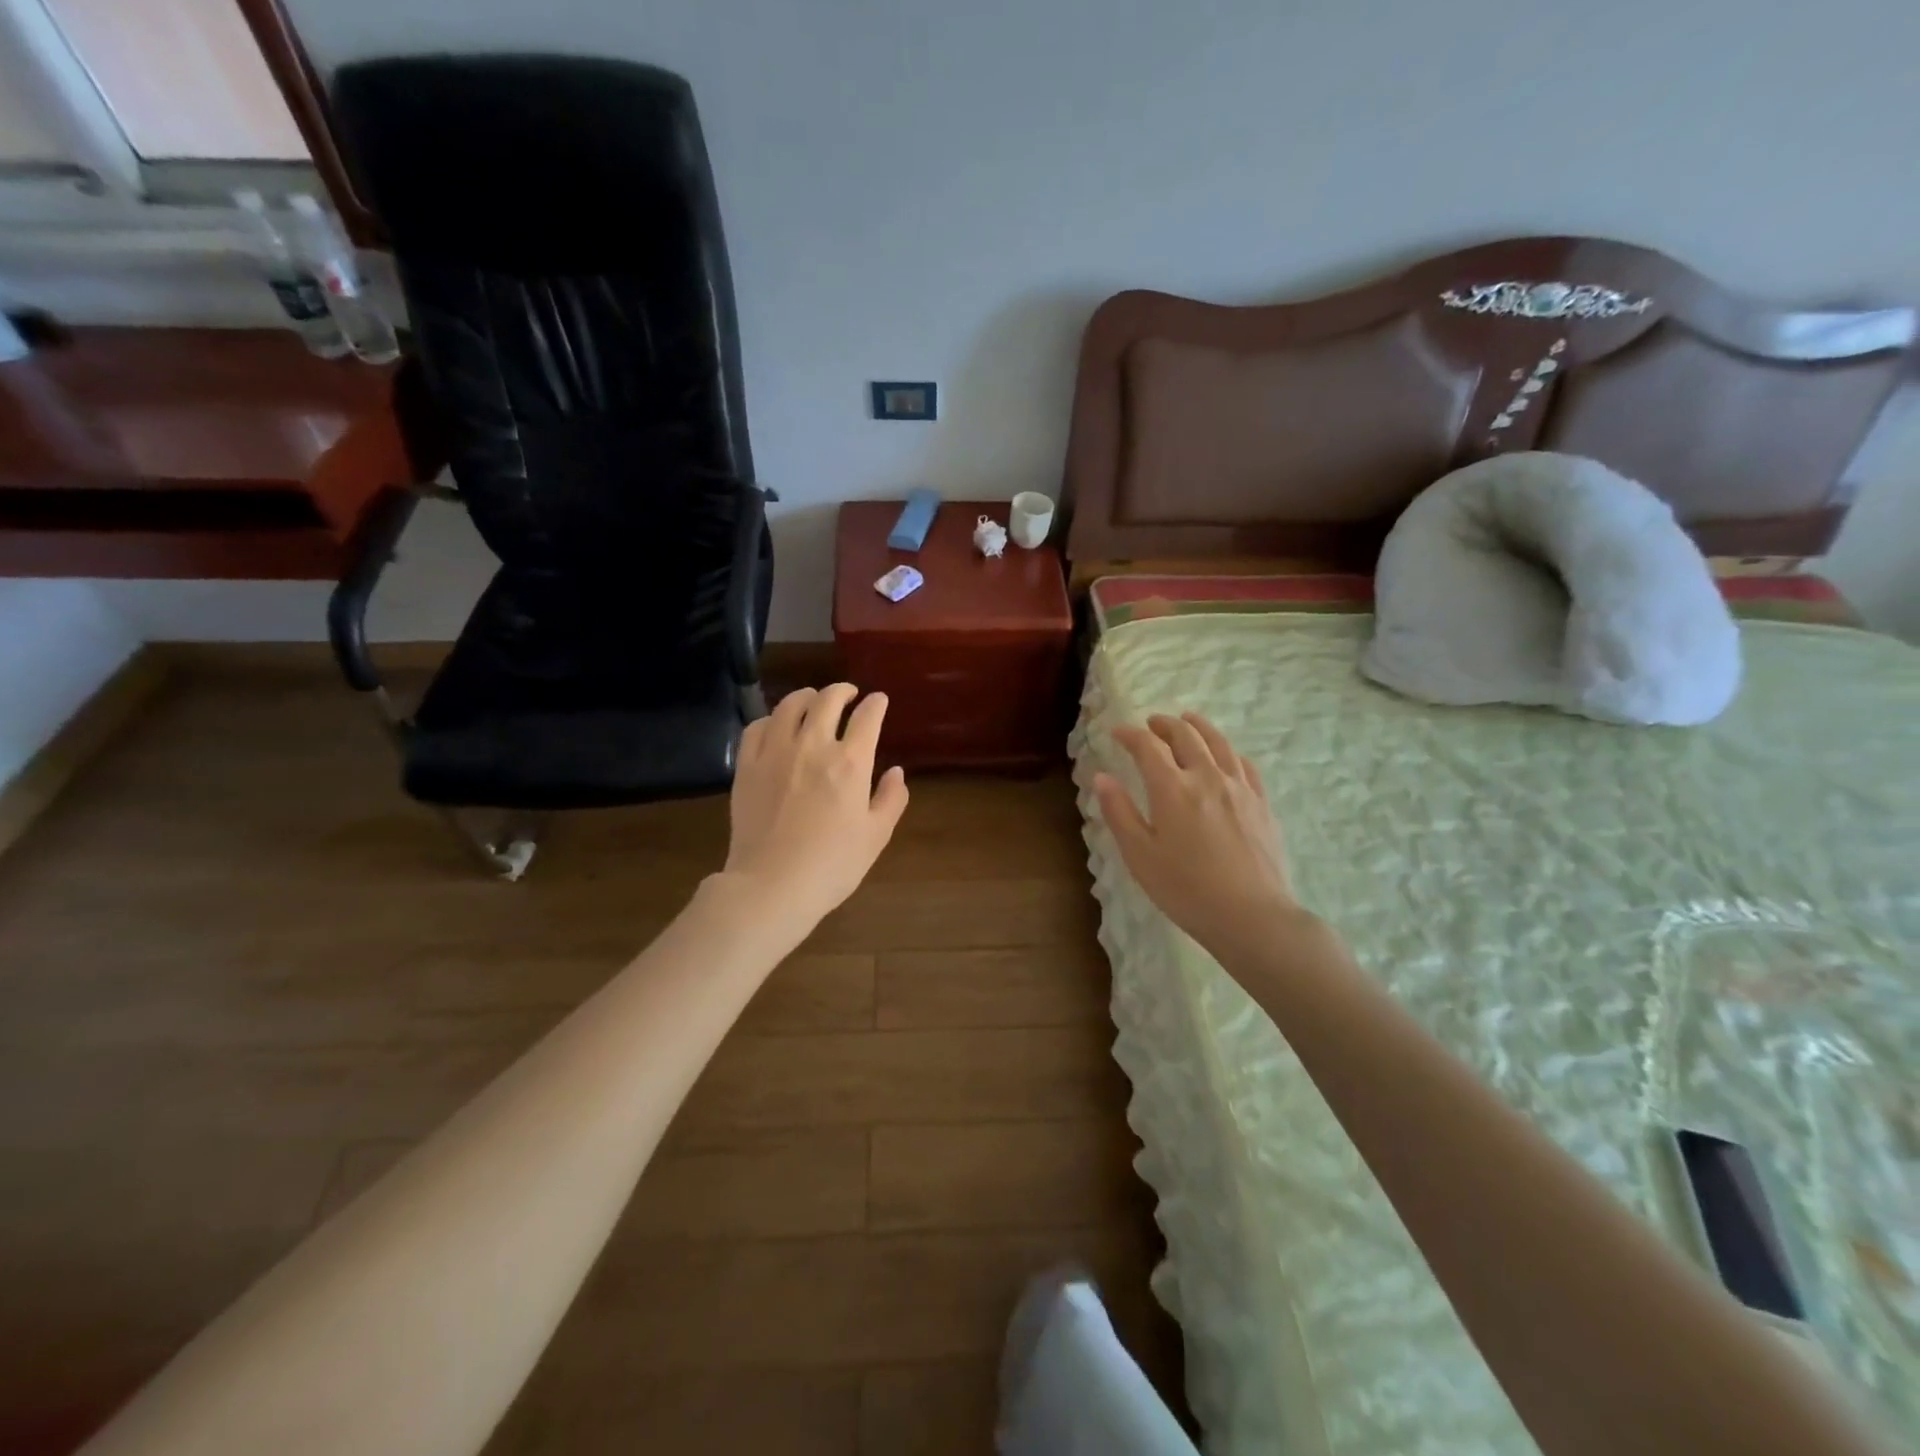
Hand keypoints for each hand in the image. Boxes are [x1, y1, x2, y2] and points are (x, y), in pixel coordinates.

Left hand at [722, 683, 909, 930]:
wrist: (772, 885)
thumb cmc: (832, 865)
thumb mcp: (876, 836)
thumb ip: (891, 799)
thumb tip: (896, 772)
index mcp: (850, 762)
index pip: (868, 717)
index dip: (876, 704)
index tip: (879, 701)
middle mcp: (813, 746)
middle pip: (827, 700)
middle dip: (842, 691)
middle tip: (848, 694)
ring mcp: (775, 752)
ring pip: (789, 705)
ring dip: (806, 696)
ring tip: (812, 701)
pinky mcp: (746, 766)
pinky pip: (757, 727)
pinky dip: (771, 719)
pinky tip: (776, 726)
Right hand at [1093, 712, 1304, 963]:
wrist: (1252, 916)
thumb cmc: (1186, 890)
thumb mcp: (1140, 856)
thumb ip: (1119, 813)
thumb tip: (1102, 777)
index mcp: (1172, 789)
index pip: (1148, 747)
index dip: (1130, 735)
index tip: (1117, 733)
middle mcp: (1207, 777)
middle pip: (1186, 736)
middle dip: (1164, 725)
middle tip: (1151, 724)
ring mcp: (1240, 788)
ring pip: (1218, 743)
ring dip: (1199, 727)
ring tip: (1188, 721)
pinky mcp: (1262, 804)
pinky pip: (1244, 764)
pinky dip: (1228, 751)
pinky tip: (1225, 755)